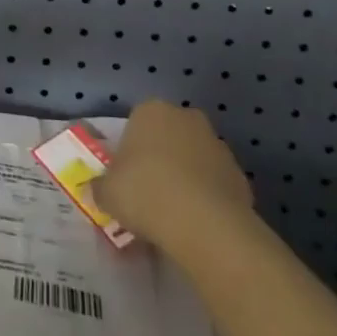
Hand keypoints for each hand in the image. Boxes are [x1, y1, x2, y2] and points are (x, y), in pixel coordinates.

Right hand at [94, 100, 255, 250]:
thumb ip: (100, 187)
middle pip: (167, 137)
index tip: (126, 179)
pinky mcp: (239, 174)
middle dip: (160, 160)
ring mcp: (216, 144)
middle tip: (149, 195)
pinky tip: (197, 224)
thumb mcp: (107, 193)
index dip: (130, 152)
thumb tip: (97, 190)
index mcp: (151, 110)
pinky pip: (214, 183)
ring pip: (193, 159)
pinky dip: (207, 198)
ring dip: (185, 178)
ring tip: (174, 216)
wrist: (205, 224)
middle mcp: (185, 117)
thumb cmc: (146, 194)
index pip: (136, 123)